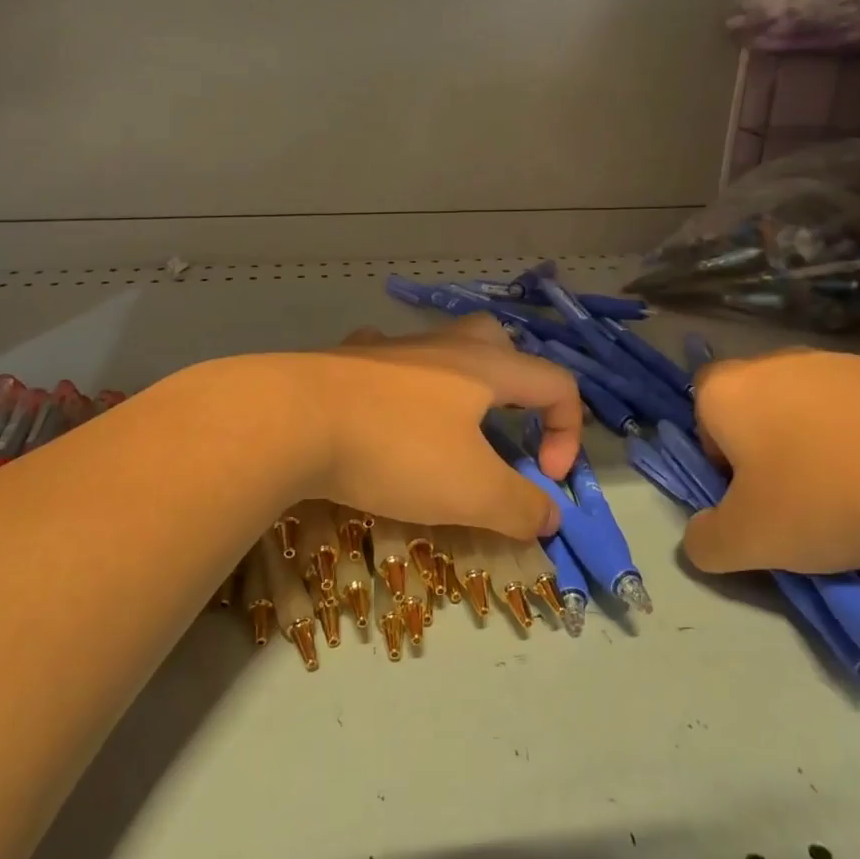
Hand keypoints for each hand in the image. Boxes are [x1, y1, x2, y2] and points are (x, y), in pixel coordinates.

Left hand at [294, 314, 582, 540]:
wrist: (291, 419)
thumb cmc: (396, 450)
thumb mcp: (471, 492)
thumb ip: (520, 506)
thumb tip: (550, 517)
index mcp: (485, 367)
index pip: (556, 382)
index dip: (568, 433)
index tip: (545, 481)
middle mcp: (442, 347)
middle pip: (498, 341)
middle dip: (516, 381)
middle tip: (504, 426)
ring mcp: (389, 348)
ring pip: (439, 348)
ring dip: (456, 382)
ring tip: (445, 428)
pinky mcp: (346, 360)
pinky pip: (385, 359)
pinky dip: (397, 382)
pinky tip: (382, 410)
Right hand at [681, 350, 859, 574]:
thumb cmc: (830, 495)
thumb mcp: (751, 541)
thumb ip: (706, 542)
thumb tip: (701, 537)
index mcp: (726, 391)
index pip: (700, 417)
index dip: (720, 461)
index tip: (754, 498)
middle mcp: (771, 362)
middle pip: (755, 412)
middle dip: (769, 454)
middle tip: (801, 502)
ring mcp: (835, 361)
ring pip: (808, 411)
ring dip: (819, 448)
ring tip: (858, 496)